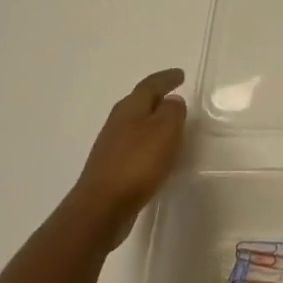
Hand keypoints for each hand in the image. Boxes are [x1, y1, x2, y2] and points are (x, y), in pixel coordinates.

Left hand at [63, 69, 188, 248]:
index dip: (166, 79)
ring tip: (170, 125)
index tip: (180, 75)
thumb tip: (172, 100)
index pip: (150, 85)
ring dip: (152, 121)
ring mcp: (111, 146)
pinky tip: (157, 154)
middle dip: (157, 98)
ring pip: (135, 124)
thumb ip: (172, 112)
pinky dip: (148, 142)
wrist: (103, 207)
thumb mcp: (165, 131)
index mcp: (130, 108)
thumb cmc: (138, 163)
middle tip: (175, 96)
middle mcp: (117, 122)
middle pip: (139, 103)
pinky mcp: (112, 167)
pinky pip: (135, 145)